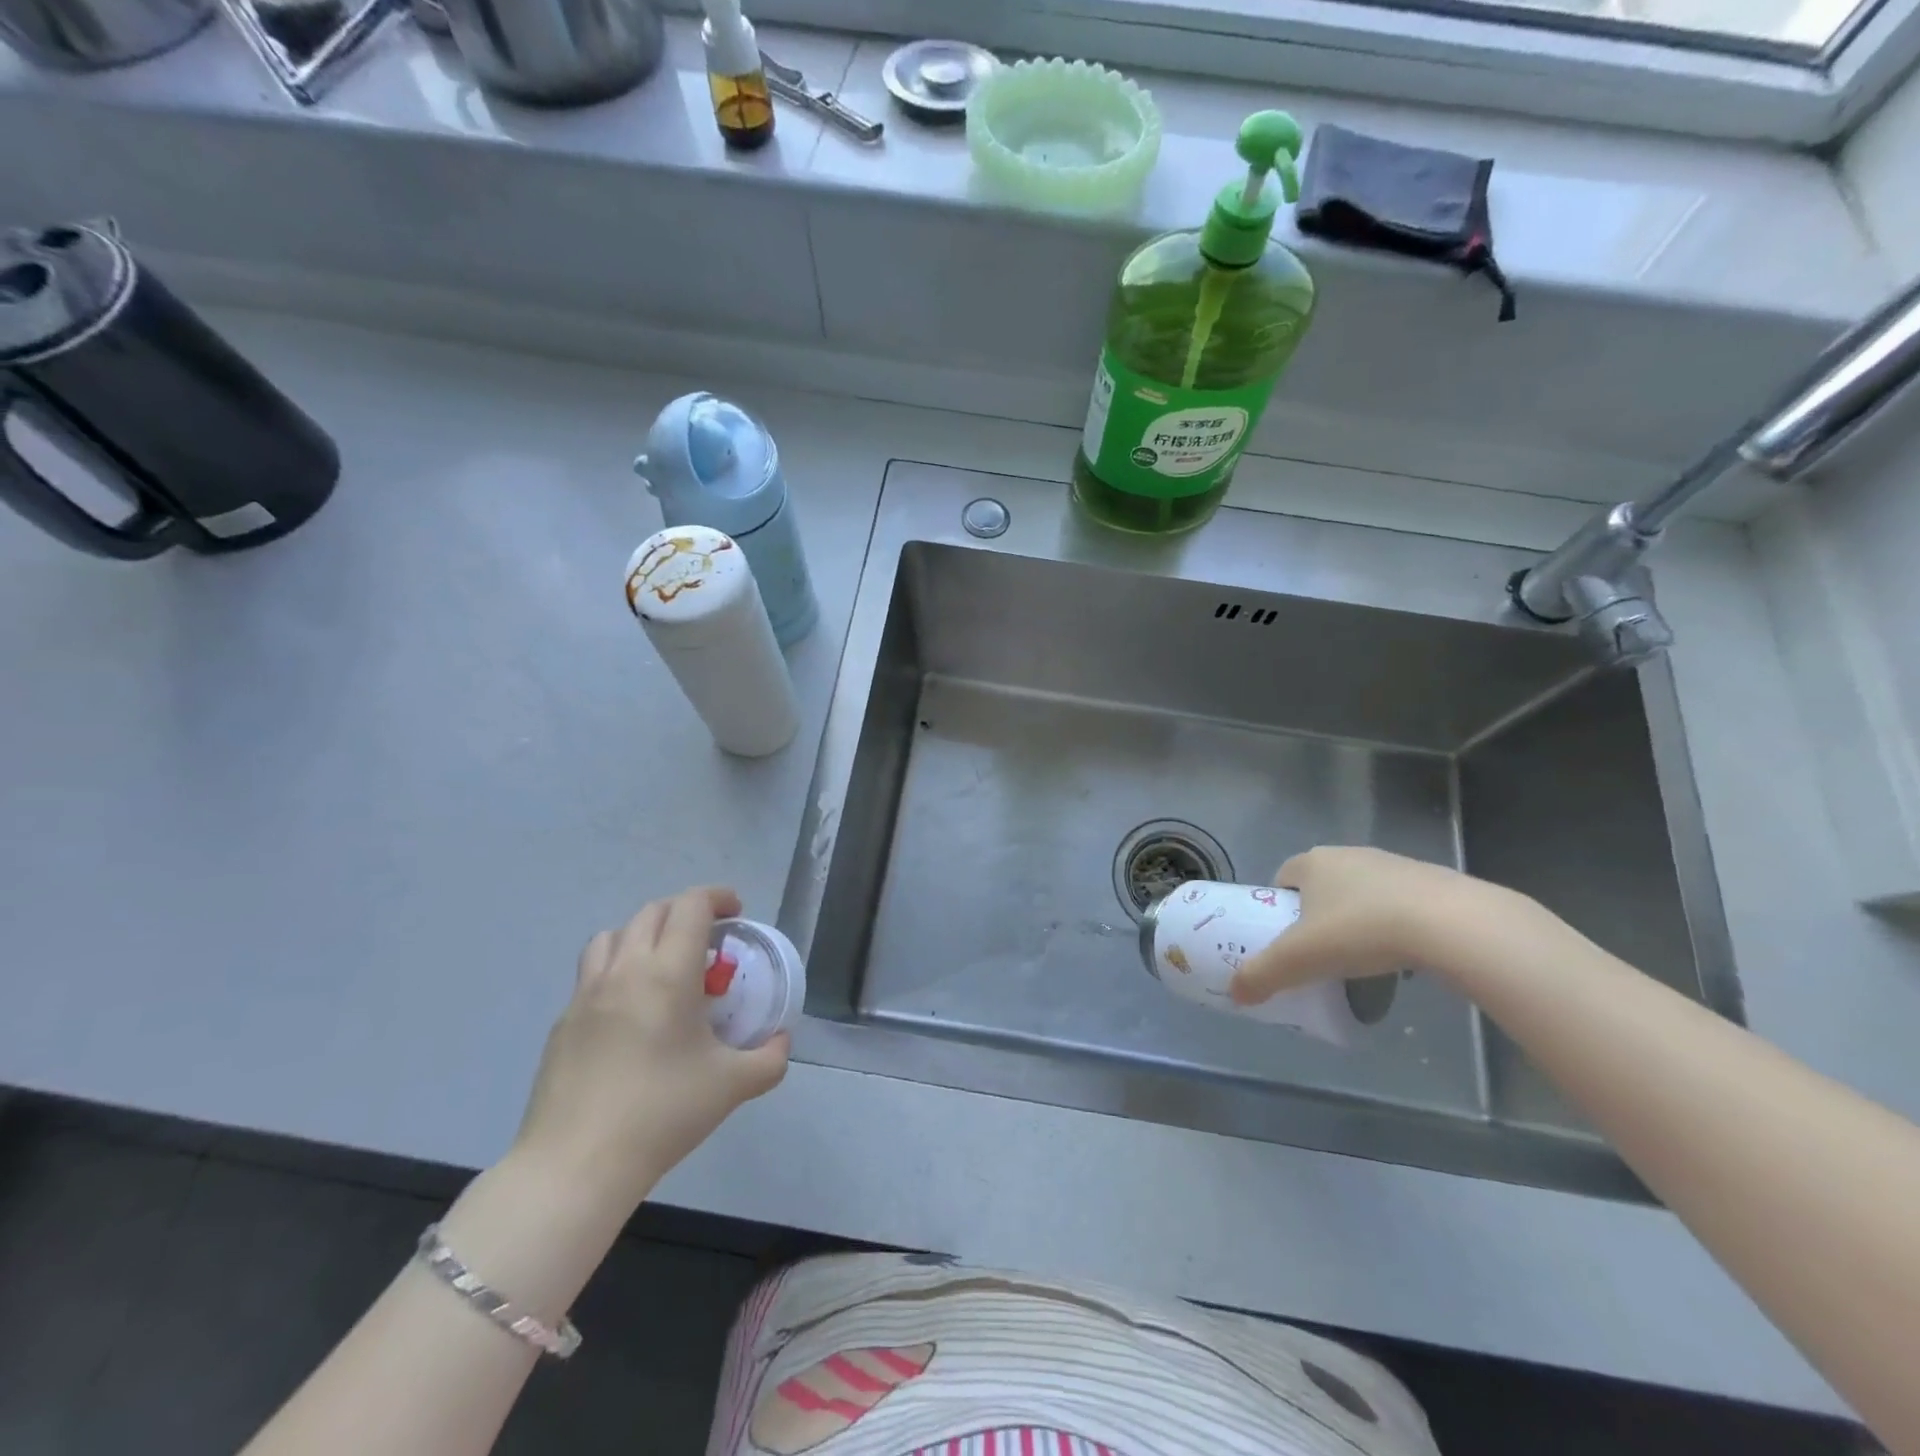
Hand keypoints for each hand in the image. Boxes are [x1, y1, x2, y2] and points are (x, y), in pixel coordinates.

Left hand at [512, 886, 788, 1215]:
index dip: (717, 897)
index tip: (736, 913)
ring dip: (645, 934)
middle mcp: (625, 970)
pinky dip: (617, 969)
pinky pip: (592, 973)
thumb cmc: (662, 1114)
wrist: (576, 1166)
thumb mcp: (733, 1086)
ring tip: (663, 964)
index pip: (691, 906)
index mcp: (668, 973)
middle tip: (708, 940)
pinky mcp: (563, 1022)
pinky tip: (631, 1011)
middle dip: (685, 913)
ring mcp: (586, 994)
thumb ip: (770, 1058)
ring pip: (614, 934)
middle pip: (653, 912)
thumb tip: (781, 1042)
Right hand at [1229, 846, 1491, 1005]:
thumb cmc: (1360, 930)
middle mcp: (1348, 854)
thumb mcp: (1299, 959)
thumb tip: (1233, 994)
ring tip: (1364, 958)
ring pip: (1361, 893)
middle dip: (1317, 916)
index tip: (1285, 940)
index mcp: (1312, 862)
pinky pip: (1399, 903)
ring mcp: (1392, 865)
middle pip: (1321, 886)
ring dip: (1357, 919)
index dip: (1278, 908)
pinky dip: (1394, 925)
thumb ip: (1262, 975)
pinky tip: (1403, 955)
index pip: (1282, 878)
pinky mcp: (1432, 881)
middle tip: (1321, 953)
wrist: (1452, 924)